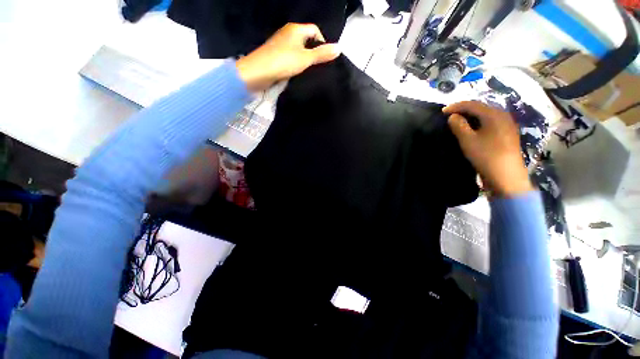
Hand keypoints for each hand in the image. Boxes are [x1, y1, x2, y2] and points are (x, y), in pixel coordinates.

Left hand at [236, 23, 340, 91]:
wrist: (258, 72)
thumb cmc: (283, 62)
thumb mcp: (306, 58)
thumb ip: (322, 54)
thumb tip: (339, 48)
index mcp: (296, 29)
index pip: (315, 30)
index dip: (322, 43)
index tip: (324, 59)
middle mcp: (288, 33)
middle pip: (307, 40)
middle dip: (313, 53)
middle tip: (317, 67)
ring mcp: (281, 44)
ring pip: (298, 50)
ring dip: (304, 60)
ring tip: (308, 71)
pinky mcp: (276, 55)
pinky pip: (291, 57)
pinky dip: (295, 63)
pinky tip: (297, 73)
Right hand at [443, 101, 532, 197]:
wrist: (506, 175)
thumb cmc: (485, 155)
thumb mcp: (467, 140)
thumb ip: (459, 126)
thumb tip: (453, 116)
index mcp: (493, 114)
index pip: (472, 104)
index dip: (456, 106)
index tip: (442, 111)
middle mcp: (503, 115)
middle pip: (481, 107)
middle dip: (464, 109)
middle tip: (450, 115)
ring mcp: (507, 124)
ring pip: (486, 115)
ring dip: (471, 116)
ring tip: (459, 121)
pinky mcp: (508, 133)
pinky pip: (491, 122)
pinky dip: (479, 122)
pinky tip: (473, 128)